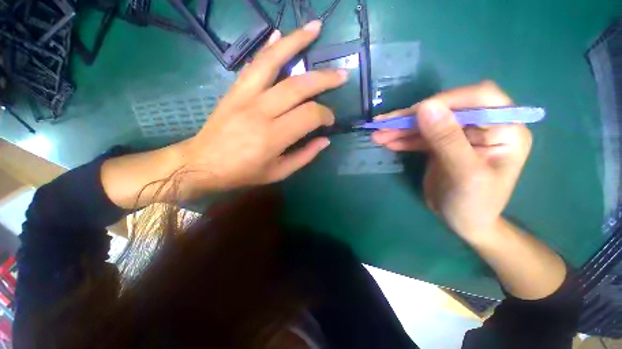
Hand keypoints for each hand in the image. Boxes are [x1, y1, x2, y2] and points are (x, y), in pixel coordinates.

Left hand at [179, 21, 346, 190]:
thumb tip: (325, 140)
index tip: (329, 121)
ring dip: (296, 42)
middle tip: (341, 75)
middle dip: (324, 79)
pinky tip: (279, 35)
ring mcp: (245, 96)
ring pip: (273, 61)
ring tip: (315, 29)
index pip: (309, 115)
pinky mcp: (234, 90)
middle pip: (298, 86)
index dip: (325, 115)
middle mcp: (260, 111)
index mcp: (273, 137)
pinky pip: (254, 64)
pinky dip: (268, 48)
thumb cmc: (243, 173)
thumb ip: (304, 156)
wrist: (202, 164)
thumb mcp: (278, 172)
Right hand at [372, 81, 531, 239]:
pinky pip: (420, 137)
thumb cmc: (474, 204)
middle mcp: (483, 126)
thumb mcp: (465, 174)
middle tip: (383, 124)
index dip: (446, 100)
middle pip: (445, 110)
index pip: (479, 97)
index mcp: (505, 128)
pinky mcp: (440, 145)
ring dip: (401, 128)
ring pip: (427, 123)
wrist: (464, 223)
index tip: (414, 113)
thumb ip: (447, 140)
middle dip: (412, 117)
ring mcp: (459, 135)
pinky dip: (402, 139)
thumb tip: (425, 106)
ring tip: (377, 134)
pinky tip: (386, 141)